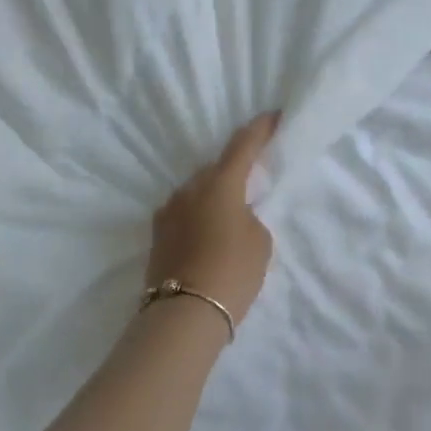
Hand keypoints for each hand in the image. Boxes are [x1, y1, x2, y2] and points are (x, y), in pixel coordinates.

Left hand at [146, 113, 279, 329]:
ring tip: (230, 214)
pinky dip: (199, 214)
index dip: (260, 129)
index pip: (243, 145)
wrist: (184, 314)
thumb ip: (250, 217)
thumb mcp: (259, 241)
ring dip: (214, 195)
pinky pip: (184, 212)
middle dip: (235, 169)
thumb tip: (233, 216)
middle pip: (216, 168)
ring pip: (197, 191)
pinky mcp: (157, 234)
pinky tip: (208, 233)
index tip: (273, 116)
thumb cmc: (232, 272)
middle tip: (253, 179)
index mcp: (220, 184)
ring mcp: (168, 211)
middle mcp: (189, 189)